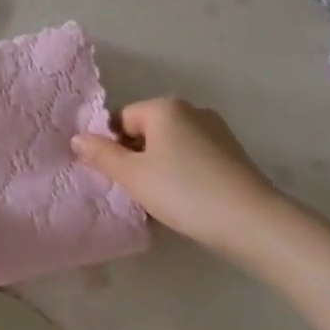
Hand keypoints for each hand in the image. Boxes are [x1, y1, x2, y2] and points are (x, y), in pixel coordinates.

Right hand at [72, 98, 282, 253]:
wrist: (252, 221)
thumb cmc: (184, 192)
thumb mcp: (133, 176)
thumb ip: (102, 155)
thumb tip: (77, 138)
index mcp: (164, 107)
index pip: (121, 120)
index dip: (112, 148)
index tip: (116, 178)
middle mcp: (191, 110)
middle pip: (146, 131)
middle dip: (136, 158)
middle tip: (136, 191)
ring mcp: (216, 130)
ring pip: (170, 146)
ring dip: (159, 168)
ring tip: (162, 201)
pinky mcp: (232, 153)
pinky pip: (193, 157)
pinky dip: (183, 174)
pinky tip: (187, 201)